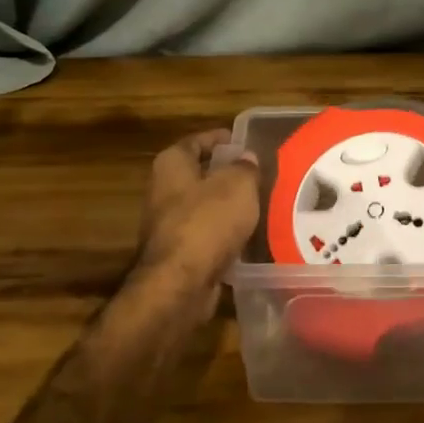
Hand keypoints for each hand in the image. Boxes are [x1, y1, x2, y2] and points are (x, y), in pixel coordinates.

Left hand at [134, 129, 262, 306]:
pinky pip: (206, 235)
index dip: (221, 139)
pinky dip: (224, 234)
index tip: (245, 142)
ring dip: (227, 206)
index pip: (197, 141)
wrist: (180, 284)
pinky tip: (249, 237)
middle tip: (259, 175)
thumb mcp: (238, 185)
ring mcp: (167, 224)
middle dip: (227, 174)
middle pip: (199, 174)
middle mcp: (163, 190)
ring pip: (204, 207)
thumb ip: (245, 167)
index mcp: (172, 164)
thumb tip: (246, 158)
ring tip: (260, 205)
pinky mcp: (178, 254)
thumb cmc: (207, 221)